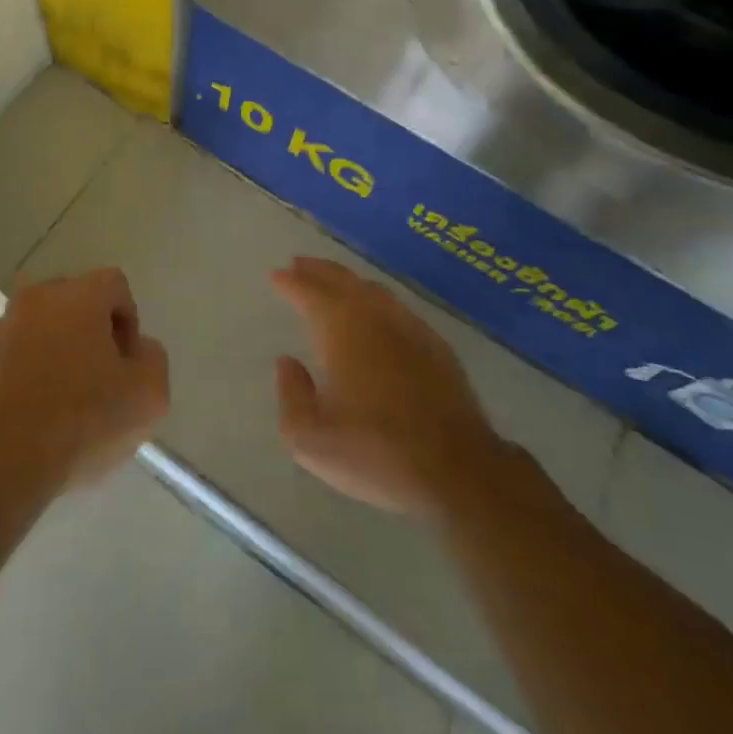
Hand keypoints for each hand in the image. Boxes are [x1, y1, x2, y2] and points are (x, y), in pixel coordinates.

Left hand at [0, 268, 169, 500]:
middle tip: (101, 382)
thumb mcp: (148, 396)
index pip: (115, 286)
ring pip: (42, 330)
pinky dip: (27, 374)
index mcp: (78, 295)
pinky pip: (13, 356)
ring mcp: (0, 328)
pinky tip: (34, 416)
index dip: (129, 322)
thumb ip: (153, 359)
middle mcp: (36, 299)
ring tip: (64, 404)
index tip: (127, 365)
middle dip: (92, 334)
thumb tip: (136, 349)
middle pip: (76, 303)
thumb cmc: (81, 423)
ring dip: (57, 353)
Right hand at [272, 256, 502, 518]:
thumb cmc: (375, 453)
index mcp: (341, 330)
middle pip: (342, 280)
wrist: (456, 469)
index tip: (276, 274)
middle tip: (299, 264)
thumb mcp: (311, 440)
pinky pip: (398, 308)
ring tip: (334, 282)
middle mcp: (375, 317)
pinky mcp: (436, 346)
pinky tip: (377, 314)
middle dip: (318, 270)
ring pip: (373, 290)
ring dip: (348, 281)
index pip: (310, 292)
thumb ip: (291, 395)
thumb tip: (288, 362)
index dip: (290, 282)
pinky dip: (377, 301)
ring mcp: (410, 328)